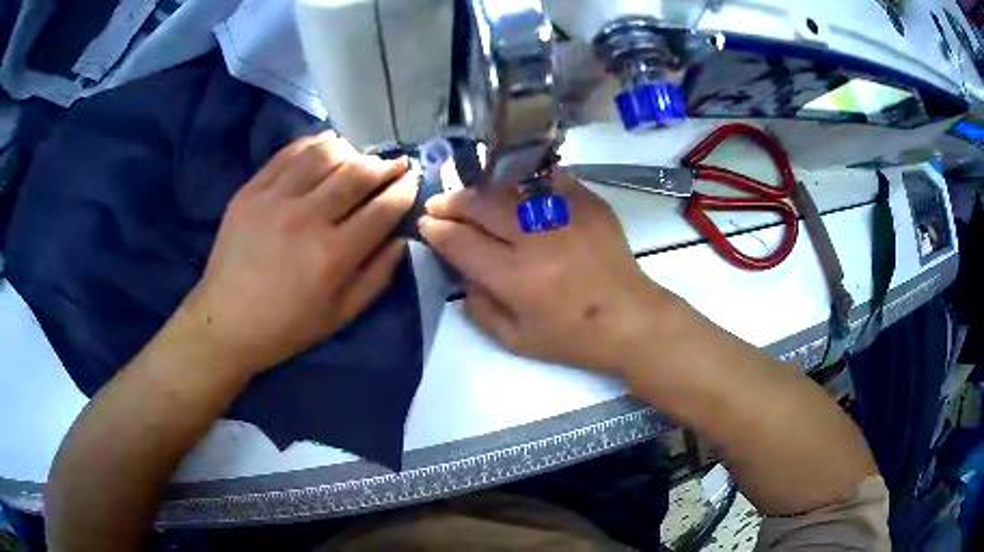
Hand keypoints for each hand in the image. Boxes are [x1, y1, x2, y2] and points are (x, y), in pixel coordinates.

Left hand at [180, 131, 417, 373]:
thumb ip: (377, 277)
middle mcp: (307, 218)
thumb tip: (402, 240)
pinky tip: (324, 146)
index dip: (404, 189)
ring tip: (357, 157)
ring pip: (324, 154)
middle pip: (357, 173)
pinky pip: (287, 153)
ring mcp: (275, 199)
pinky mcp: (251, 190)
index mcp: (333, 255)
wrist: (225, 321)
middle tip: (393, 164)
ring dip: (350, 151)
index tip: (413, 179)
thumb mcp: (340, 315)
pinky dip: (312, 144)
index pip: (382, 208)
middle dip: (384, 165)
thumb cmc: (286, 326)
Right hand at [419, 174, 674, 375]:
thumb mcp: (517, 341)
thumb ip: (480, 310)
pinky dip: (526, 181)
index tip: (427, 225)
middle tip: (439, 204)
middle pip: (482, 206)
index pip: (462, 243)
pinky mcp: (589, 203)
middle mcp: (538, 239)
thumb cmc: (573, 339)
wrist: (631, 320)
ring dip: (483, 190)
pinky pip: (549, 180)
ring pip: (511, 188)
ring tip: (471, 195)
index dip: (438, 231)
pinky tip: (514, 187)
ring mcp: (566, 215)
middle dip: (452, 202)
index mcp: (517, 278)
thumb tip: (463, 277)